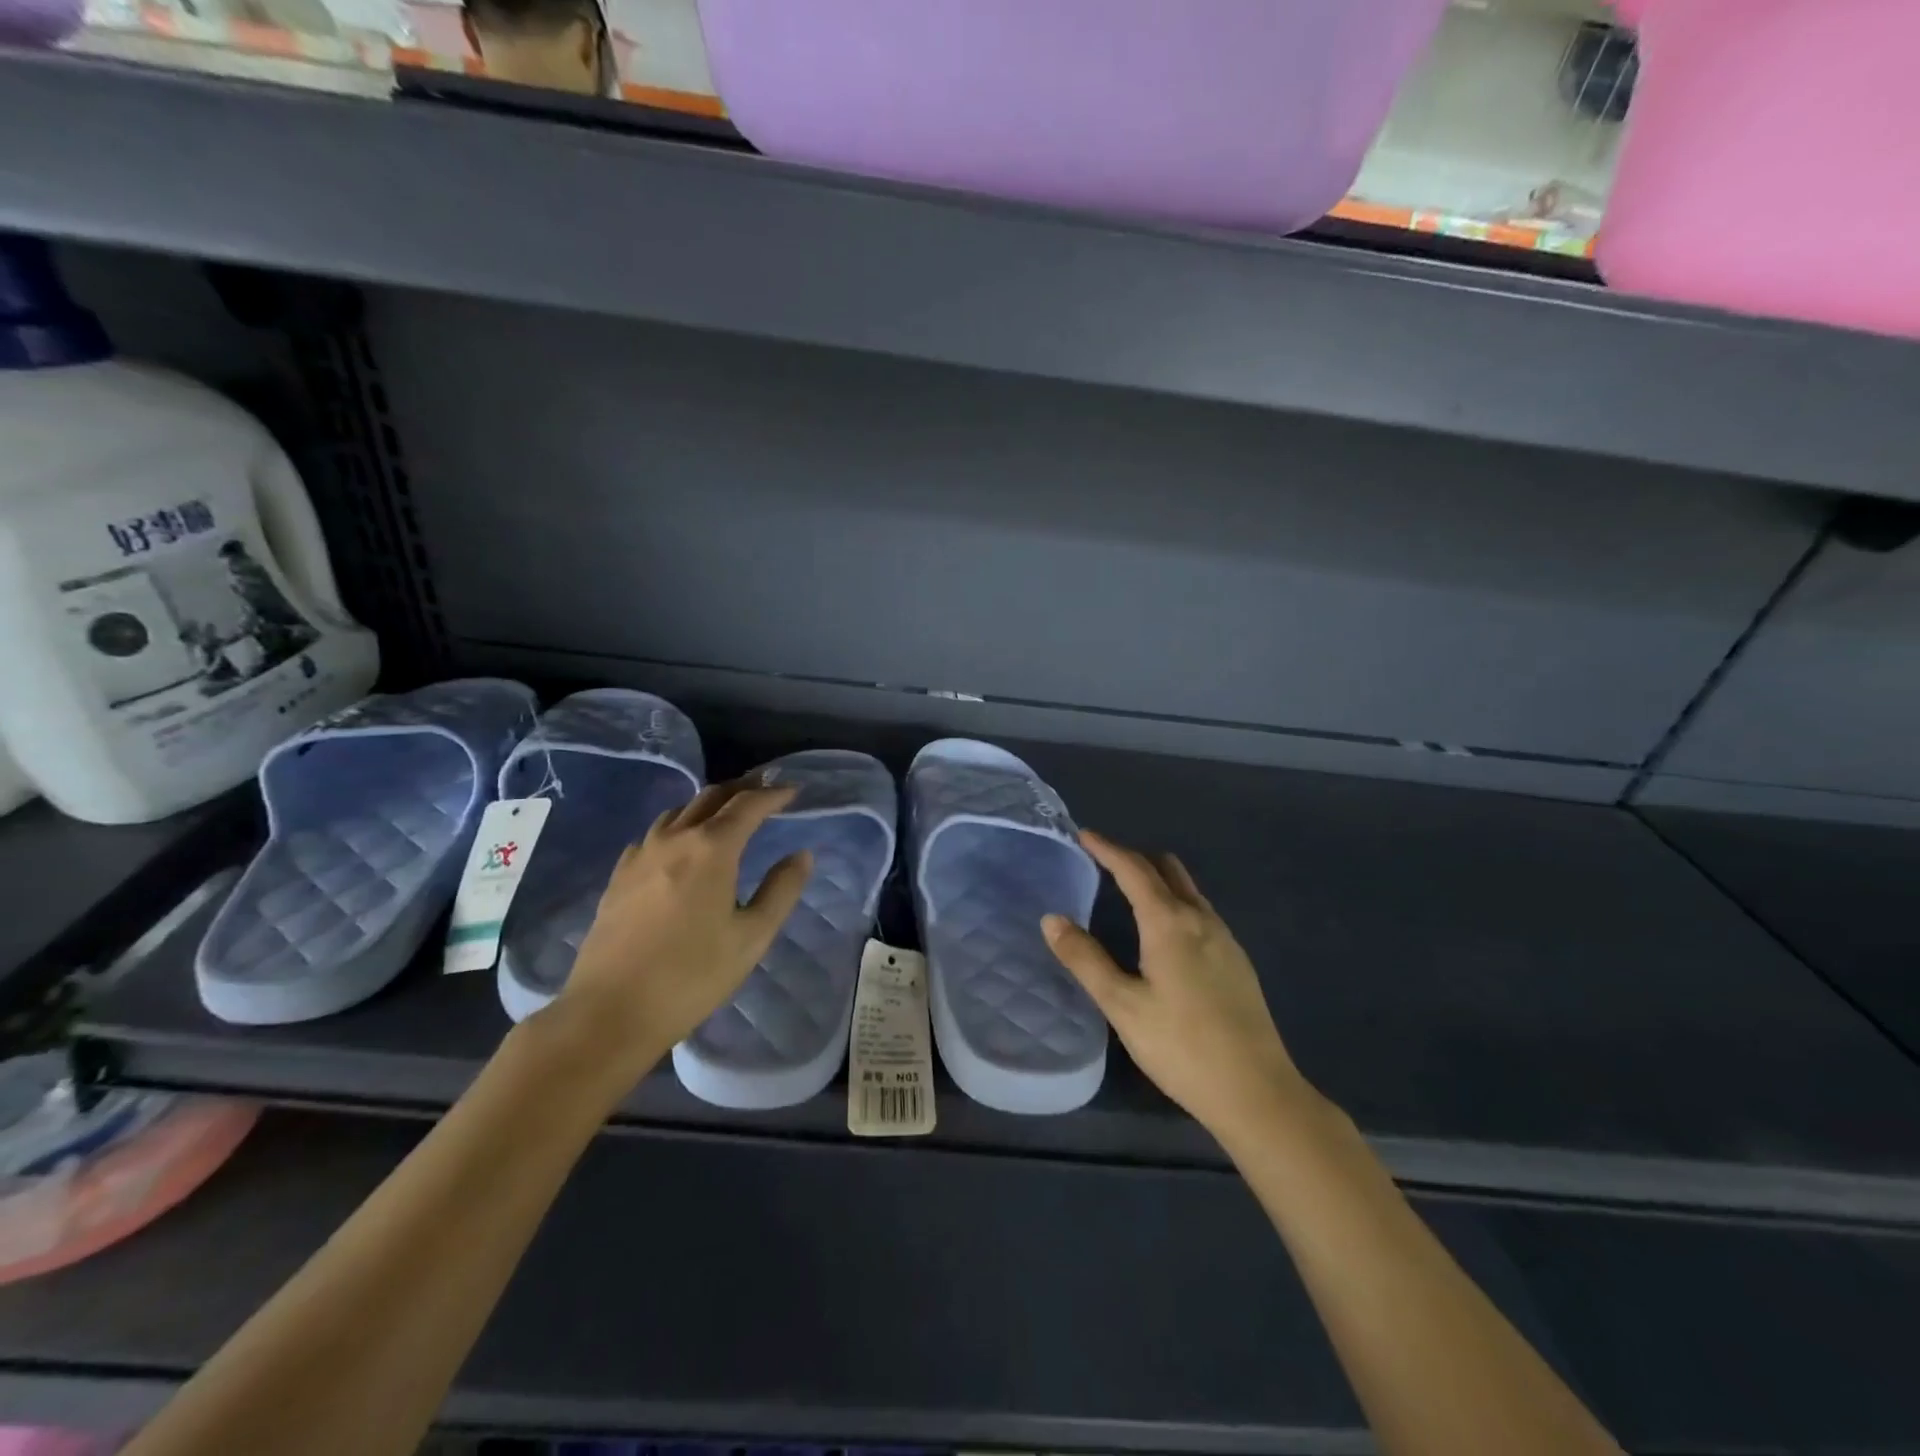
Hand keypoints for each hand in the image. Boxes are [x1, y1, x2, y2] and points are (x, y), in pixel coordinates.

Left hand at [539, 780, 812, 1083]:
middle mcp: (674, 839)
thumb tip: (801, 855)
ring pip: (678, 811)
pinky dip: (677, 826)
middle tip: (764, 789)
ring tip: (725, 812)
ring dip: (707, 803)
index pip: (748, 805)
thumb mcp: (752, 937)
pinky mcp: (619, 875)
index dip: (774, 794)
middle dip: (742, 788)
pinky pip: (653, 834)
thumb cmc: (692, 975)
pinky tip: (679, 845)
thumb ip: (781, 890)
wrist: (611, 1011)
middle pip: (711, 797)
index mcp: (712, 849)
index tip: (793, 790)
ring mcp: (640, 854)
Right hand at [1043, 831, 1317, 1146]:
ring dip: (1158, 880)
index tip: (1084, 835)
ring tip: (1130, 892)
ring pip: (1188, 890)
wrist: (1257, 1091)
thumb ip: (1085, 959)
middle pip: (1166, 869)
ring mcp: (1225, 938)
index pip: (1134, 869)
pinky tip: (1166, 933)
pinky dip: (1176, 903)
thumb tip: (1052, 919)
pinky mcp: (1238, 961)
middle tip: (1103, 863)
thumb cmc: (1181, 1046)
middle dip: (1134, 858)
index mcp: (1169, 923)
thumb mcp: (1122, 1005)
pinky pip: (1201, 912)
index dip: (1107, 848)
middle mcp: (1201, 919)